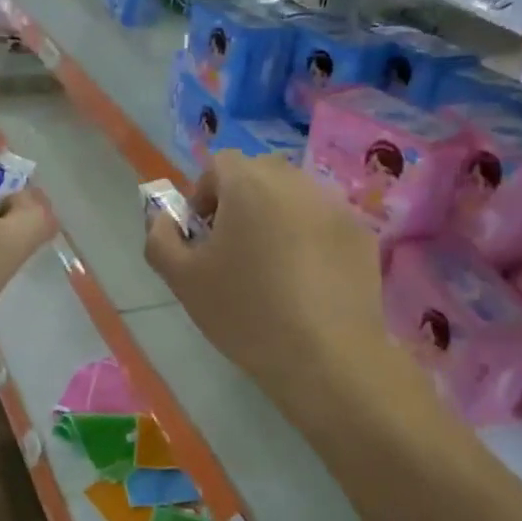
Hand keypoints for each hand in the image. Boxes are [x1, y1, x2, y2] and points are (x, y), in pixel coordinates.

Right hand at [145, 152, 391, 407]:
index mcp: (249, 184)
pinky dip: (309, 240)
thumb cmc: (245, 312)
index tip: (202, 236)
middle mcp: (295, 182)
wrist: (325, 356)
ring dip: (276, 219)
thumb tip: (163, 219)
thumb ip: (160, 239)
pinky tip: (306, 282)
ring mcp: (335, 206)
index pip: (219, 164)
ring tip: (272, 267)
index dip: (203, 195)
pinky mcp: (361, 235)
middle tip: (233, 250)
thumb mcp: (182, 280)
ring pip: (294, 198)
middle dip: (240, 202)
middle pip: (259, 175)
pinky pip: (323, 223)